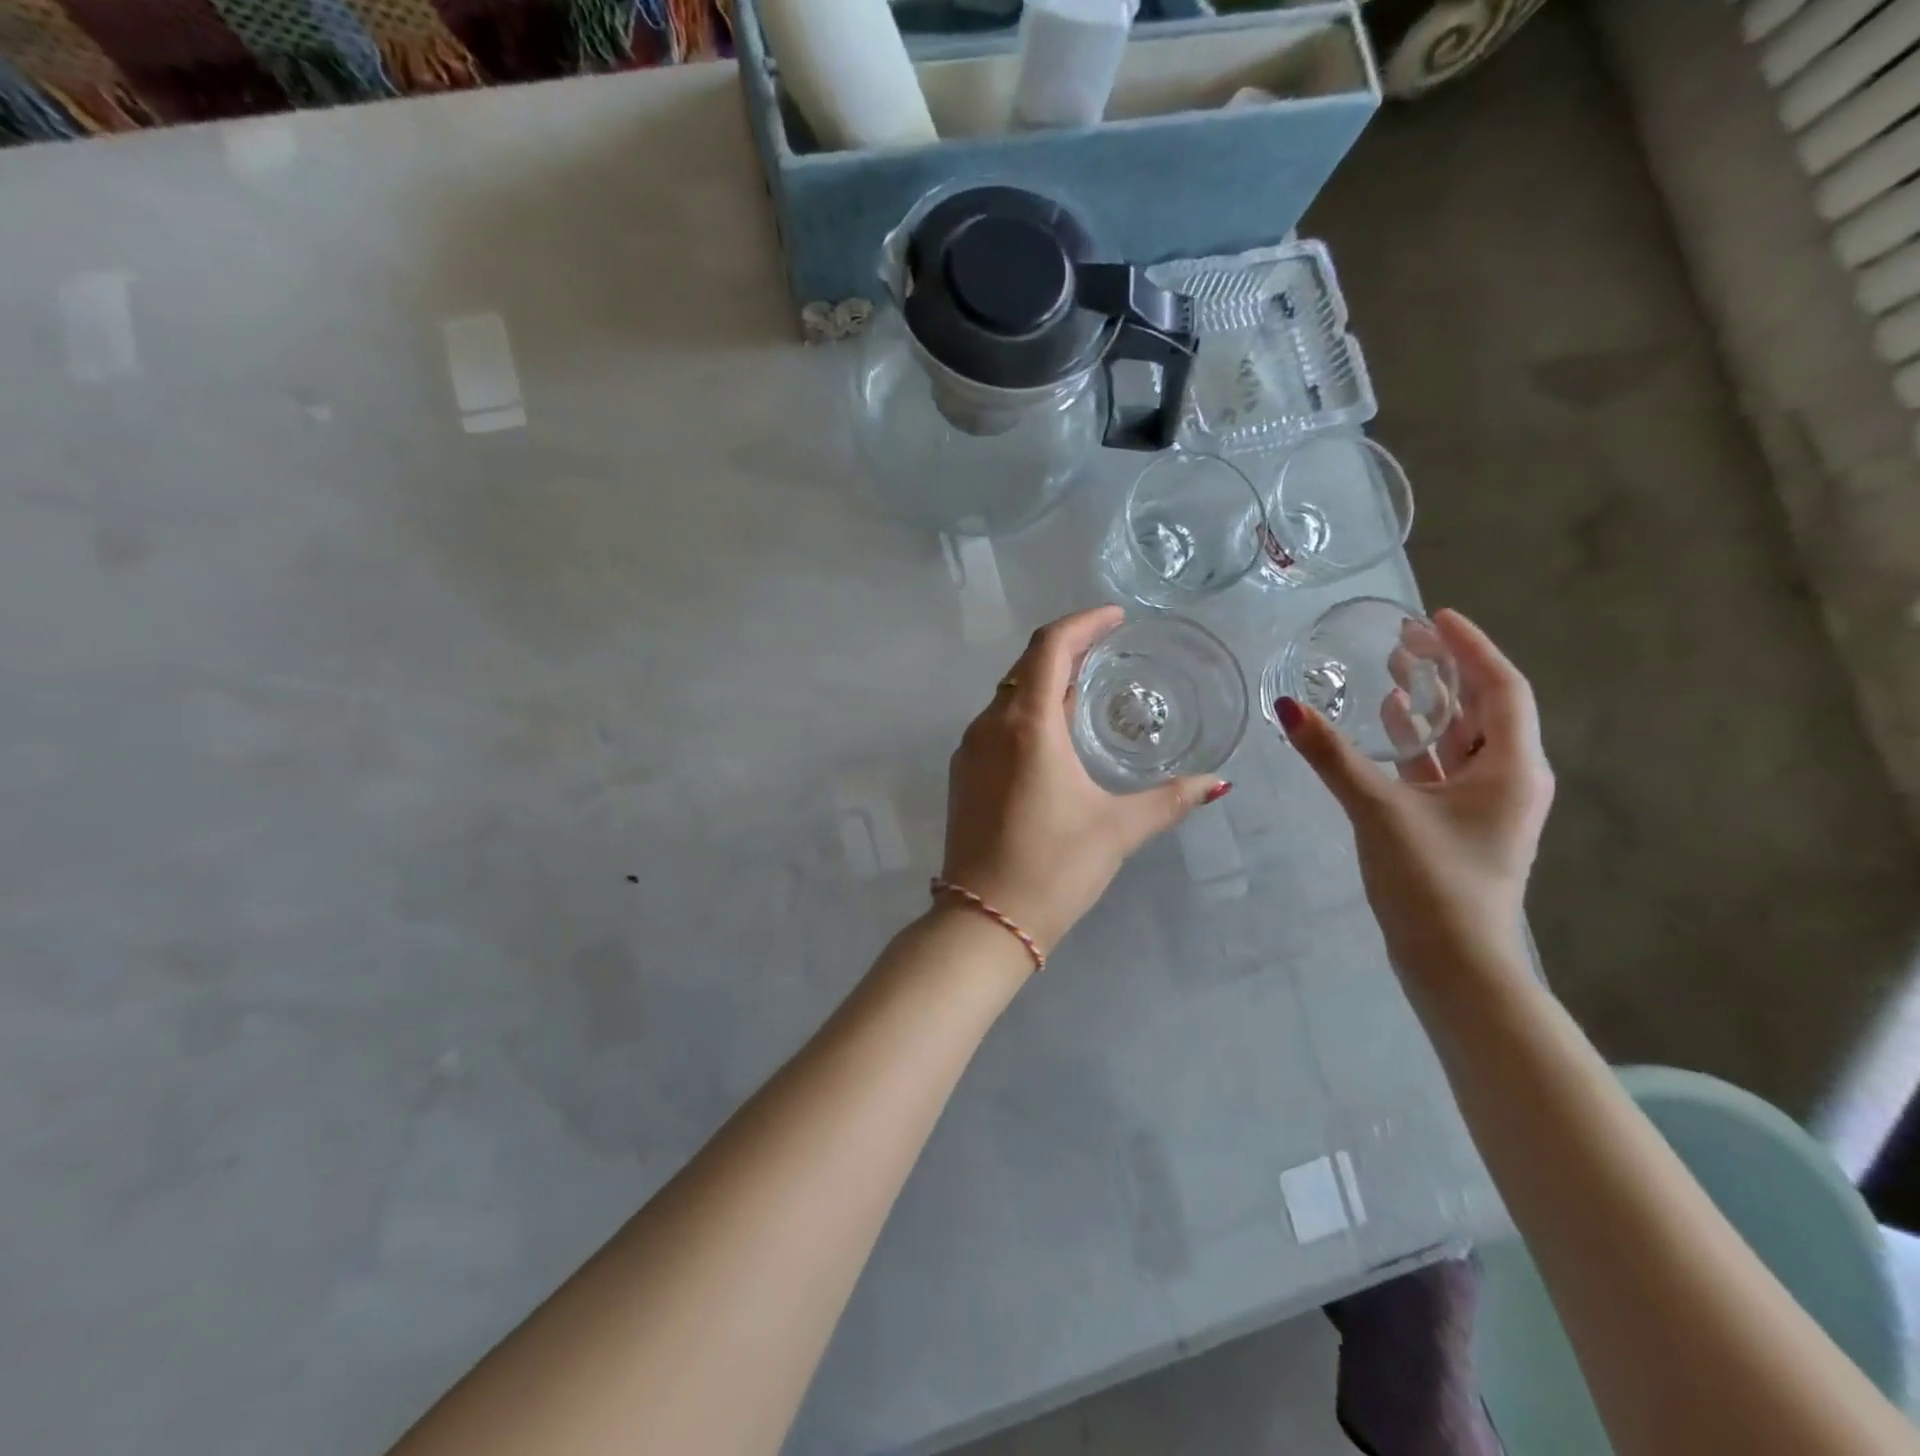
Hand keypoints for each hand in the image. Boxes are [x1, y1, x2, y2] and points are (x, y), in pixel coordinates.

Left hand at [942, 606, 1228, 952]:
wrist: (983, 919)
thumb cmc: (1054, 867)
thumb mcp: (1118, 829)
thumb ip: (1171, 800)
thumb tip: (1219, 783)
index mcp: (1028, 725)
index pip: (1050, 647)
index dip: (1083, 623)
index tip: (1115, 617)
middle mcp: (991, 726)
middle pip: (1027, 666)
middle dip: (1067, 649)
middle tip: (1107, 648)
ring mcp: (969, 750)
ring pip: (1009, 696)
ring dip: (1045, 683)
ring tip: (1085, 688)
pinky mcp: (962, 775)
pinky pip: (997, 725)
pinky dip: (1027, 713)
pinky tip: (1052, 735)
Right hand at [1276, 609, 1553, 976]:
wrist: (1454, 964)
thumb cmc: (1430, 882)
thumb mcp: (1378, 810)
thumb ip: (1332, 756)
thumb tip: (1287, 706)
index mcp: (1512, 767)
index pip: (1500, 686)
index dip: (1469, 647)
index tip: (1433, 616)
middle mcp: (1508, 778)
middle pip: (1482, 707)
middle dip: (1445, 669)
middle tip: (1403, 638)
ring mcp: (1484, 805)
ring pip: (1460, 737)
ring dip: (1429, 703)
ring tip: (1393, 670)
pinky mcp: (1457, 825)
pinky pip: (1441, 765)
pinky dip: (1416, 741)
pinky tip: (1386, 726)